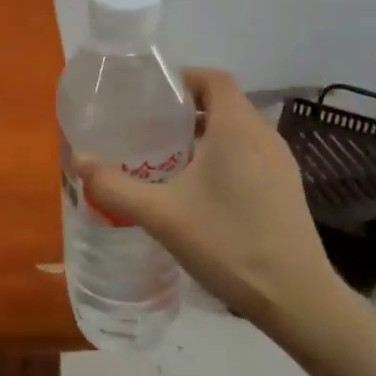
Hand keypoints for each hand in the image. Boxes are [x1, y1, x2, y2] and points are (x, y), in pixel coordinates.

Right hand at [77, 69, 343, 326]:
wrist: (296, 297)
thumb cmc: (227, 243)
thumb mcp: (162, 216)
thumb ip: (116, 187)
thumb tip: (79, 161)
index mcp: (237, 127)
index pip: (213, 78)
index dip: (182, 78)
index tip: (151, 95)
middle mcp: (263, 135)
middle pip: (225, 101)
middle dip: (187, 107)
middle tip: (150, 127)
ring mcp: (280, 162)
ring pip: (239, 129)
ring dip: (206, 132)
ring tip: (169, 156)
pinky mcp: (287, 186)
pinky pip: (250, 152)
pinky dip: (224, 154)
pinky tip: (201, 188)